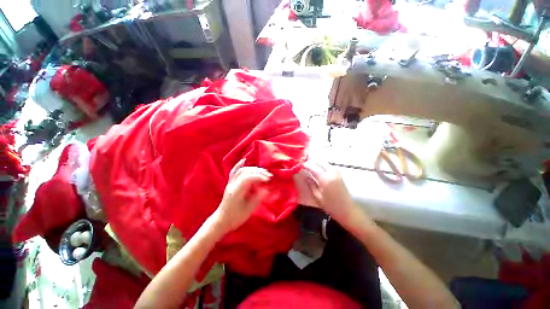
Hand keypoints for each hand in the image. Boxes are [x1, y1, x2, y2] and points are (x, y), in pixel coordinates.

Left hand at [212, 159, 271, 232]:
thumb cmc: (235, 218)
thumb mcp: (248, 210)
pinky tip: (244, 160)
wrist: (221, 221)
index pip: (248, 178)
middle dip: (258, 172)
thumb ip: (257, 198)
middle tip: (269, 176)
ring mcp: (230, 183)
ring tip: (263, 172)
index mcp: (236, 191)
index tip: (268, 179)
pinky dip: (239, 165)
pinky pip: (234, 172)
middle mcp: (232, 184)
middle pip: (245, 172)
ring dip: (253, 169)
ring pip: (242, 171)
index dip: (259, 176)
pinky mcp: (230, 184)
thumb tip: (266, 189)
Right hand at [302, 161, 360, 226]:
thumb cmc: (330, 206)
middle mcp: (331, 173)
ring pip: (326, 163)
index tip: (300, 165)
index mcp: (325, 179)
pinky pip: (330, 166)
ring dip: (318, 162)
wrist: (347, 210)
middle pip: (320, 162)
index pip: (313, 167)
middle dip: (312, 161)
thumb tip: (306, 176)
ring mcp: (337, 173)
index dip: (306, 165)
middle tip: (305, 164)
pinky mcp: (339, 175)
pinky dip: (324, 165)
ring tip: (311, 165)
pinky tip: (321, 168)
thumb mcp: (318, 196)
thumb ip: (311, 184)